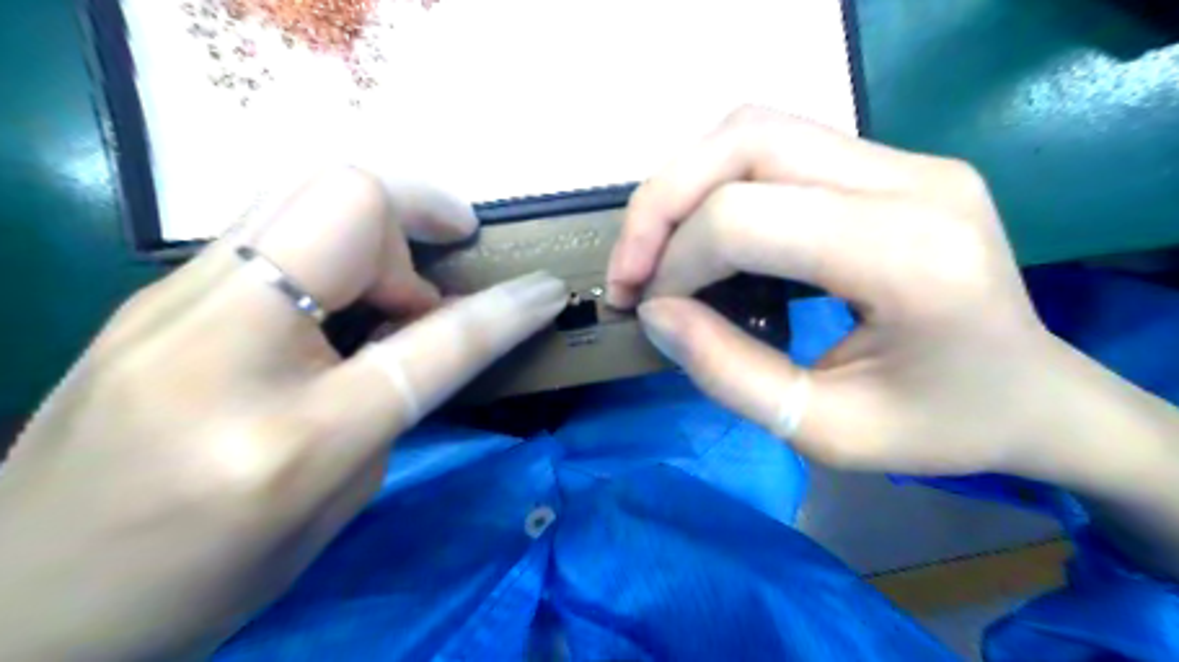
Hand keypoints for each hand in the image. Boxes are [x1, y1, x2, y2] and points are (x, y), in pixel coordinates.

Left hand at [1, 168, 565, 659]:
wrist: (17, 604)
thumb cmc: (198, 581)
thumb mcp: (333, 508)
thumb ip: (392, 404)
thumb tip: (421, 332)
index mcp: (292, 438)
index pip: (432, 344)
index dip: (504, 311)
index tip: (545, 290)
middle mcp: (223, 346)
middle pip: (347, 202)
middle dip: (418, 218)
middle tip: (436, 279)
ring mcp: (171, 305)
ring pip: (302, 190)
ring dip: (375, 229)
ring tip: (391, 291)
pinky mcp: (152, 293)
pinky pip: (270, 225)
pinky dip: (331, 245)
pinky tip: (335, 299)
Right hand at [607, 108, 1117, 477]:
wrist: (1035, 394)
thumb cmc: (941, 428)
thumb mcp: (825, 432)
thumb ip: (728, 373)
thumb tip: (655, 314)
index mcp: (910, 255)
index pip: (748, 217)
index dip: (676, 262)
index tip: (651, 311)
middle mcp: (912, 180)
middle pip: (745, 141)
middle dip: (661, 204)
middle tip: (629, 271)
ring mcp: (906, 159)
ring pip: (754, 127)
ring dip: (683, 184)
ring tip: (655, 249)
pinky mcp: (890, 162)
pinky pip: (777, 144)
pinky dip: (716, 182)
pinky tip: (702, 232)